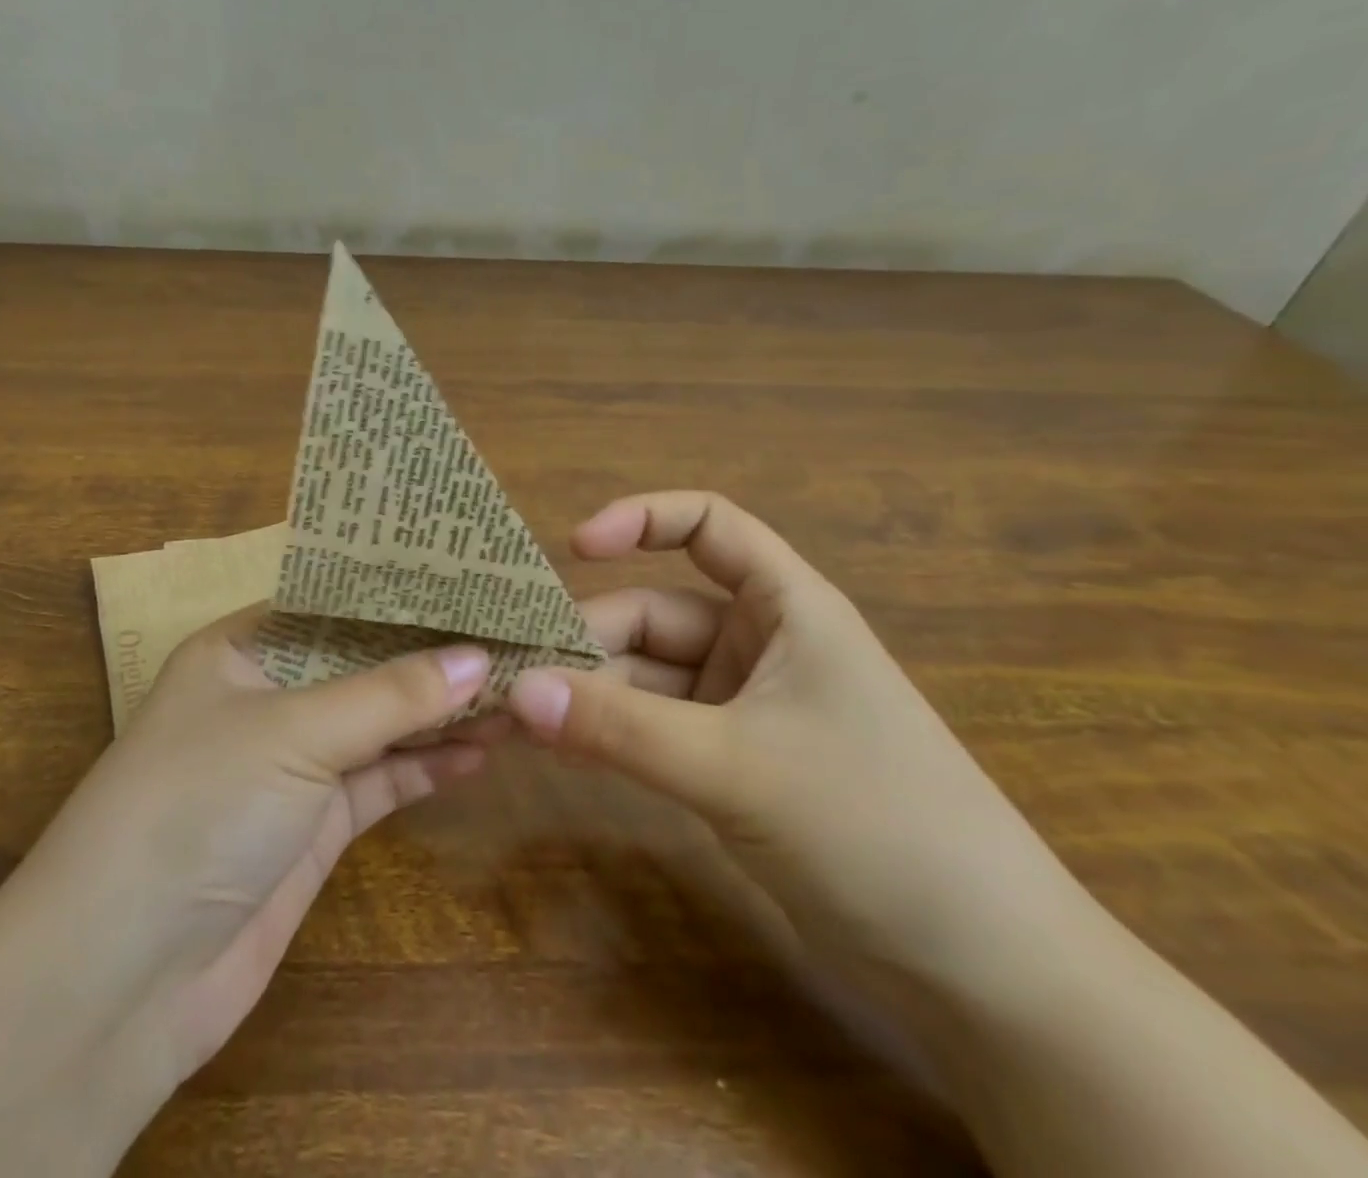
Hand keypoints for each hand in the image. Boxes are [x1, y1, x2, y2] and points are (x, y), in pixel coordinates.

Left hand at [0, 605, 503, 1099]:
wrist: (120, 981)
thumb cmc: (195, 808)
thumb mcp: (293, 732)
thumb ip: (390, 695)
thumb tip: (478, 657)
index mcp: (244, 648)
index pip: (337, 603)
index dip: (402, 594)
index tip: (472, 580)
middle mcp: (268, 695)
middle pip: (365, 663)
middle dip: (432, 654)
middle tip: (511, 634)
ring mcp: (292, 762)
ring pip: (381, 722)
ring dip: (441, 711)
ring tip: (515, 687)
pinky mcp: (314, 825)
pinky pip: (382, 779)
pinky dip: (427, 764)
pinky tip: (482, 749)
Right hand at [510, 491, 1091, 1013]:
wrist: (986, 977)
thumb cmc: (876, 827)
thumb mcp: (734, 766)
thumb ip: (620, 726)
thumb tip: (516, 691)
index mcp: (786, 608)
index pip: (708, 526)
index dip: (639, 519)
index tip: (571, 547)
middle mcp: (761, 646)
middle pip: (654, 615)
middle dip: (584, 642)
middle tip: (510, 674)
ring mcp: (743, 709)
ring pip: (645, 678)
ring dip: (585, 695)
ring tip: (512, 718)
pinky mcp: (730, 766)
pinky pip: (652, 729)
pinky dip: (607, 735)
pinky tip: (555, 750)